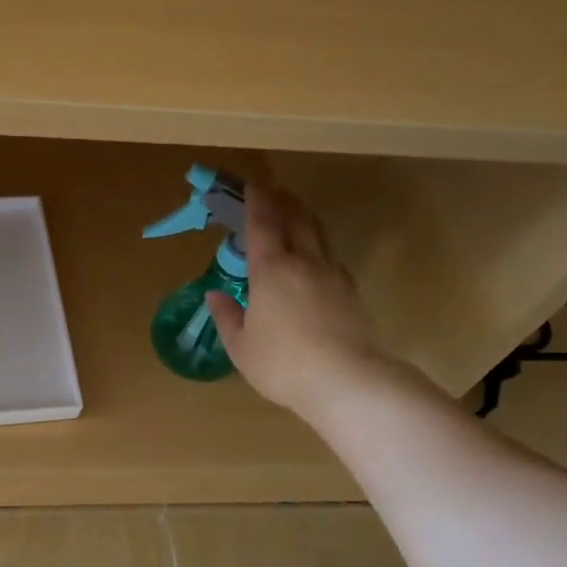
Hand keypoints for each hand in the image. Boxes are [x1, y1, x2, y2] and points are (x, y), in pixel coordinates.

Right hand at [206, 183, 399, 424]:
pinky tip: (317, 259)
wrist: (347, 381)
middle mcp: (304, 263)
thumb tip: (215, 294)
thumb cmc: (283, 364)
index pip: (262, 224)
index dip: (255, 202)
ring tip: (296, 215)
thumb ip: (227, 317)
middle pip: (296, 220)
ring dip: (305, 219)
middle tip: (273, 191)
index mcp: (271, 270)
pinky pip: (332, 259)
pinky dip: (320, 248)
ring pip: (319, 235)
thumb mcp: (241, 347)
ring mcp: (333, 275)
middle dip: (283, 201)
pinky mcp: (351, 293)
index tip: (251, 185)